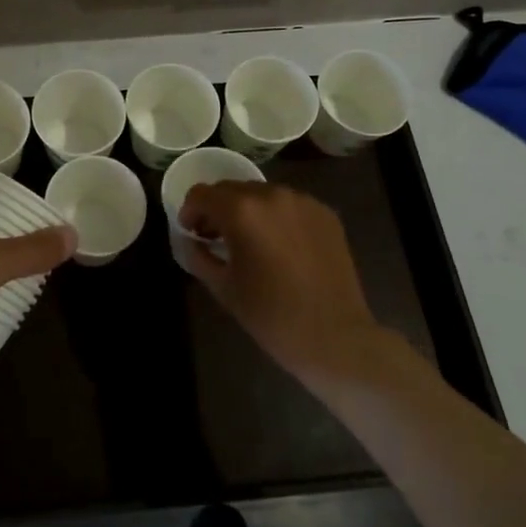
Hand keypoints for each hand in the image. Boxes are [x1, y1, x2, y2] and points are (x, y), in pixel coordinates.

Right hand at [178, 182, 388, 385]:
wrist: (335, 337)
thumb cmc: (271, 315)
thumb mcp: (223, 288)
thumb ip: (199, 256)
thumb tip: (191, 241)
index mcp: (241, 210)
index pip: (202, 194)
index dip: (190, 212)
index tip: (192, 233)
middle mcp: (271, 195)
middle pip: (231, 189)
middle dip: (218, 209)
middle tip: (217, 238)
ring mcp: (303, 201)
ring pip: (262, 194)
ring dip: (249, 211)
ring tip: (252, 242)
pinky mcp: (325, 213)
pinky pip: (289, 205)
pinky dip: (277, 217)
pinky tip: (282, 247)